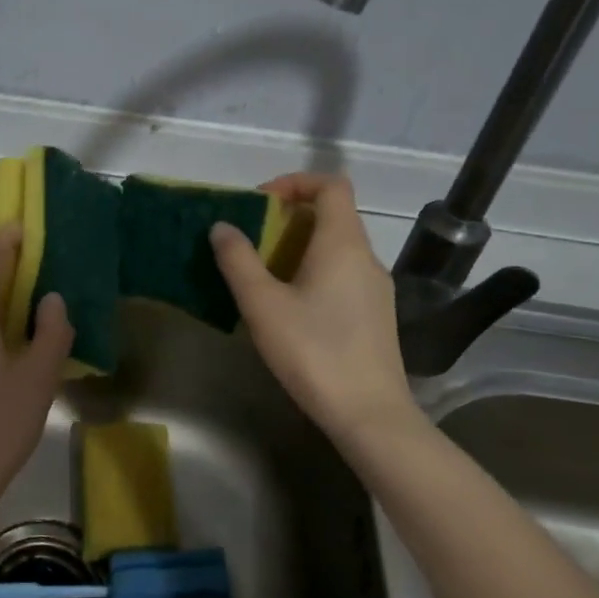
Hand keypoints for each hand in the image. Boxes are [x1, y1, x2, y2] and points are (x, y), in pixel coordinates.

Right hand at [209, 173, 420, 442]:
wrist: (369, 414)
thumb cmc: (313, 352)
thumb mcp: (262, 304)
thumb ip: (238, 260)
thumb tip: (222, 226)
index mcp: (343, 244)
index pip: (331, 185)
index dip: (295, 182)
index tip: (261, 203)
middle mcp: (366, 257)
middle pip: (332, 215)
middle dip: (288, 218)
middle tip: (251, 241)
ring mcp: (376, 287)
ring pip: (337, 247)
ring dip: (299, 248)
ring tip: (262, 274)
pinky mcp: (376, 314)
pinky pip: (343, 273)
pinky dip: (313, 271)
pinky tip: (289, 306)